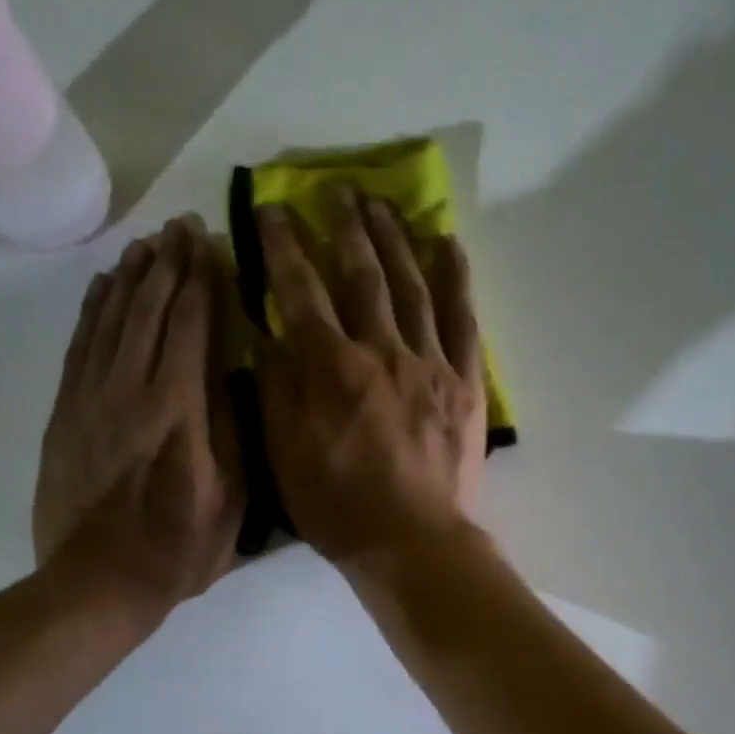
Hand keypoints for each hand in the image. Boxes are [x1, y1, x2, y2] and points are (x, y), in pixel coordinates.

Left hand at [33, 216, 241, 612]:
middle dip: (168, 264)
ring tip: (147, 243)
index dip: (201, 281)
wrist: (99, 581)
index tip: (209, 242)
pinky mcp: (65, 411)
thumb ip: (232, 431)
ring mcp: (91, 398)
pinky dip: (93, 309)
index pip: (192, 328)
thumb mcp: (232, 499)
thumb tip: (234, 375)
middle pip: (150, 311)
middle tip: (181, 226)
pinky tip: (105, 287)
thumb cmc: (179, 548)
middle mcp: (132, 391)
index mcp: (180, 411)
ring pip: (112, 320)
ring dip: (131, 277)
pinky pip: (80, 345)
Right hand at [256, 188, 486, 564]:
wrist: (413, 542)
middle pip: (361, 276)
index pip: (300, 292)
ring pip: (411, 286)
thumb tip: (269, 333)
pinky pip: (463, 319)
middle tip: (337, 190)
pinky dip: (456, 279)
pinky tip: (448, 245)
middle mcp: (380, 352)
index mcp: (330, 370)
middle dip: (345, 228)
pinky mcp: (465, 382)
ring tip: (384, 203)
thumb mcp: (284, 455)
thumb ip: (276, 389)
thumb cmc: (339, 508)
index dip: (284, 246)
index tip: (274, 209)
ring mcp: (429, 364)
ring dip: (395, 239)